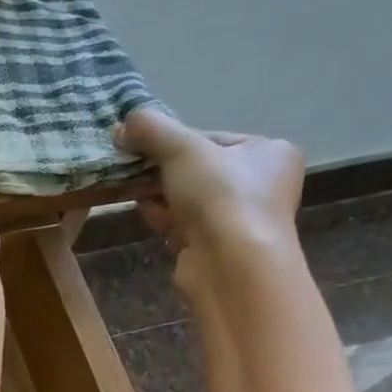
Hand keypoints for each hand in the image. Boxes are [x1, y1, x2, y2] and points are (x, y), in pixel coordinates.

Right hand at [114, 108, 304, 295]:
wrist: (231, 264)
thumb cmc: (220, 196)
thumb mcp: (182, 149)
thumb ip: (152, 130)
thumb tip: (122, 126)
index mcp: (268, 152)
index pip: (208, 139)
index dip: (170, 143)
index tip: (138, 148)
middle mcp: (260, 185)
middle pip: (194, 170)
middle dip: (159, 173)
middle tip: (129, 172)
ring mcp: (239, 220)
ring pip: (185, 199)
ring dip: (156, 196)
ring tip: (133, 195)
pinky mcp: (217, 248)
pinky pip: (183, 225)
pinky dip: (163, 220)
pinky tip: (148, 218)